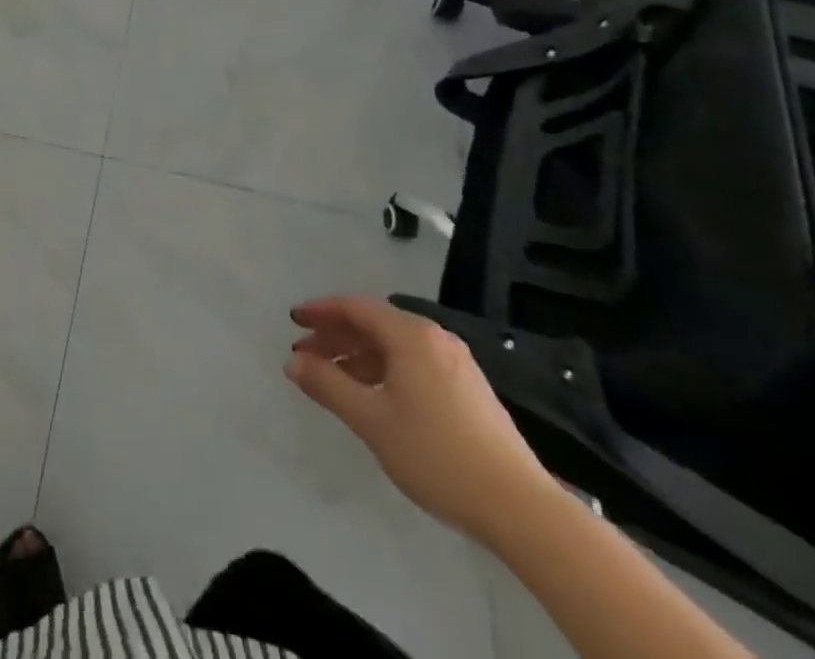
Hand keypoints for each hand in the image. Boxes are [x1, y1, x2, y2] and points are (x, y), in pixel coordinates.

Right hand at [285, 294, 556, 542]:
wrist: (521, 508)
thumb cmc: (437, 456)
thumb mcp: (372, 421)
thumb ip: (328, 386)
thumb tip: (293, 363)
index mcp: (410, 335)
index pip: (355, 307)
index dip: (320, 311)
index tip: (293, 321)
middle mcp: (434, 337)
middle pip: (374, 323)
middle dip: (336, 336)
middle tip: (305, 355)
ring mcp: (456, 362)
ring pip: (394, 345)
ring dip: (358, 355)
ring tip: (333, 379)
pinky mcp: (468, 388)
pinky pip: (413, 362)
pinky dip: (384, 369)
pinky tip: (373, 396)